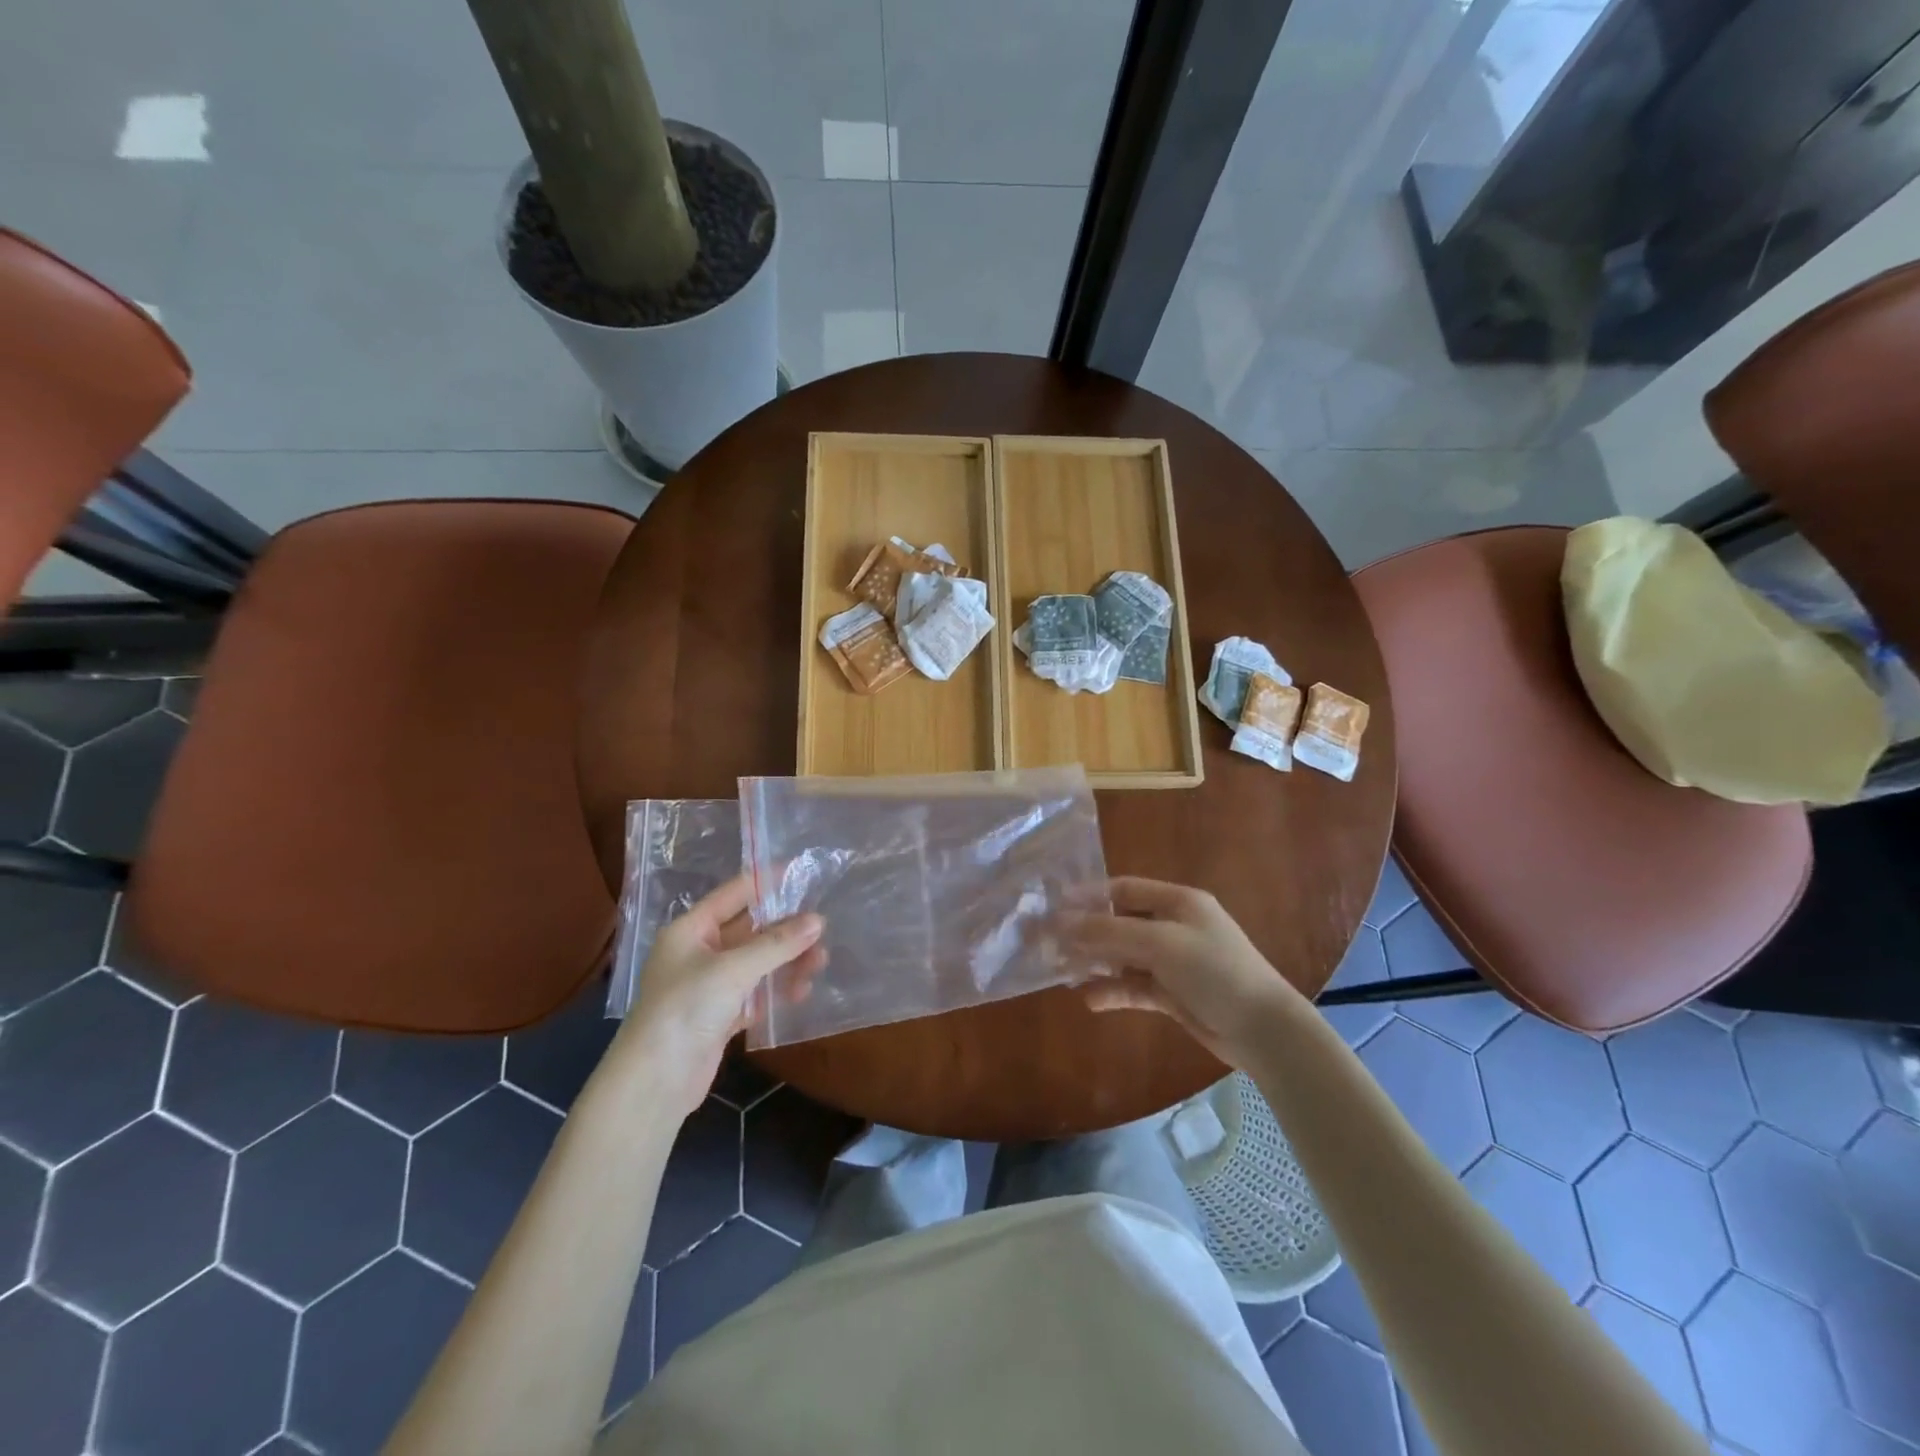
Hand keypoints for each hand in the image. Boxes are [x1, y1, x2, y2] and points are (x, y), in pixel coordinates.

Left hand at [612, 874, 825, 1118]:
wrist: (654, 1083)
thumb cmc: (685, 1009)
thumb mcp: (733, 970)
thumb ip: (777, 944)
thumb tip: (818, 921)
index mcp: (689, 931)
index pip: (733, 895)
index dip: (765, 883)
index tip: (800, 872)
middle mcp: (698, 953)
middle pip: (749, 931)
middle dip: (785, 930)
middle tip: (822, 927)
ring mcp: (709, 986)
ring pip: (756, 963)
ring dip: (786, 961)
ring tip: (820, 962)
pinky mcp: (719, 1017)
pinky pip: (755, 993)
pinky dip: (776, 991)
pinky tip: (801, 991)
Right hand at [1060, 877, 1306, 1067]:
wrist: (1263, 1030)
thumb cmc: (1214, 971)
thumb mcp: (1160, 943)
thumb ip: (1109, 931)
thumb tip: (1060, 922)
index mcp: (1178, 901)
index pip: (1124, 889)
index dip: (1089, 896)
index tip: (1053, 907)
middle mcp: (1174, 926)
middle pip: (1120, 922)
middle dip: (1086, 933)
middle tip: (1048, 944)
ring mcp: (1174, 961)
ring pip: (1124, 956)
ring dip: (1096, 963)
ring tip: (1063, 973)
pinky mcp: (1173, 994)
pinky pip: (1134, 986)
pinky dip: (1113, 990)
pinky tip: (1090, 999)